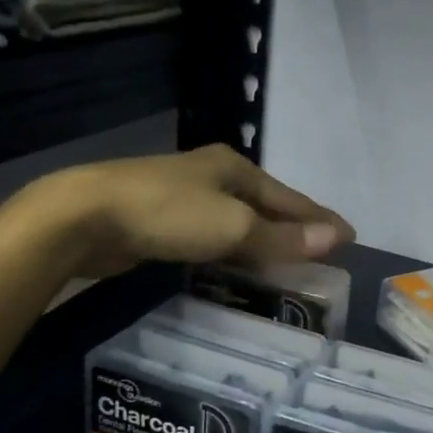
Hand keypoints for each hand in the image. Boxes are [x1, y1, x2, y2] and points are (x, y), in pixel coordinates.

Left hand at [22, 144, 354, 280]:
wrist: (82, 216)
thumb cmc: (167, 213)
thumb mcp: (232, 227)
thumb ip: (282, 237)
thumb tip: (337, 238)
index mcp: (235, 168)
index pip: (290, 197)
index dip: (320, 218)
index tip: (349, 237)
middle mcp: (213, 175)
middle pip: (265, 205)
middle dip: (293, 227)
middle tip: (322, 252)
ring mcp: (183, 195)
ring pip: (237, 220)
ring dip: (263, 240)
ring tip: (287, 263)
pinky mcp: (160, 218)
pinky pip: (212, 234)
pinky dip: (232, 249)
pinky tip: (236, 264)